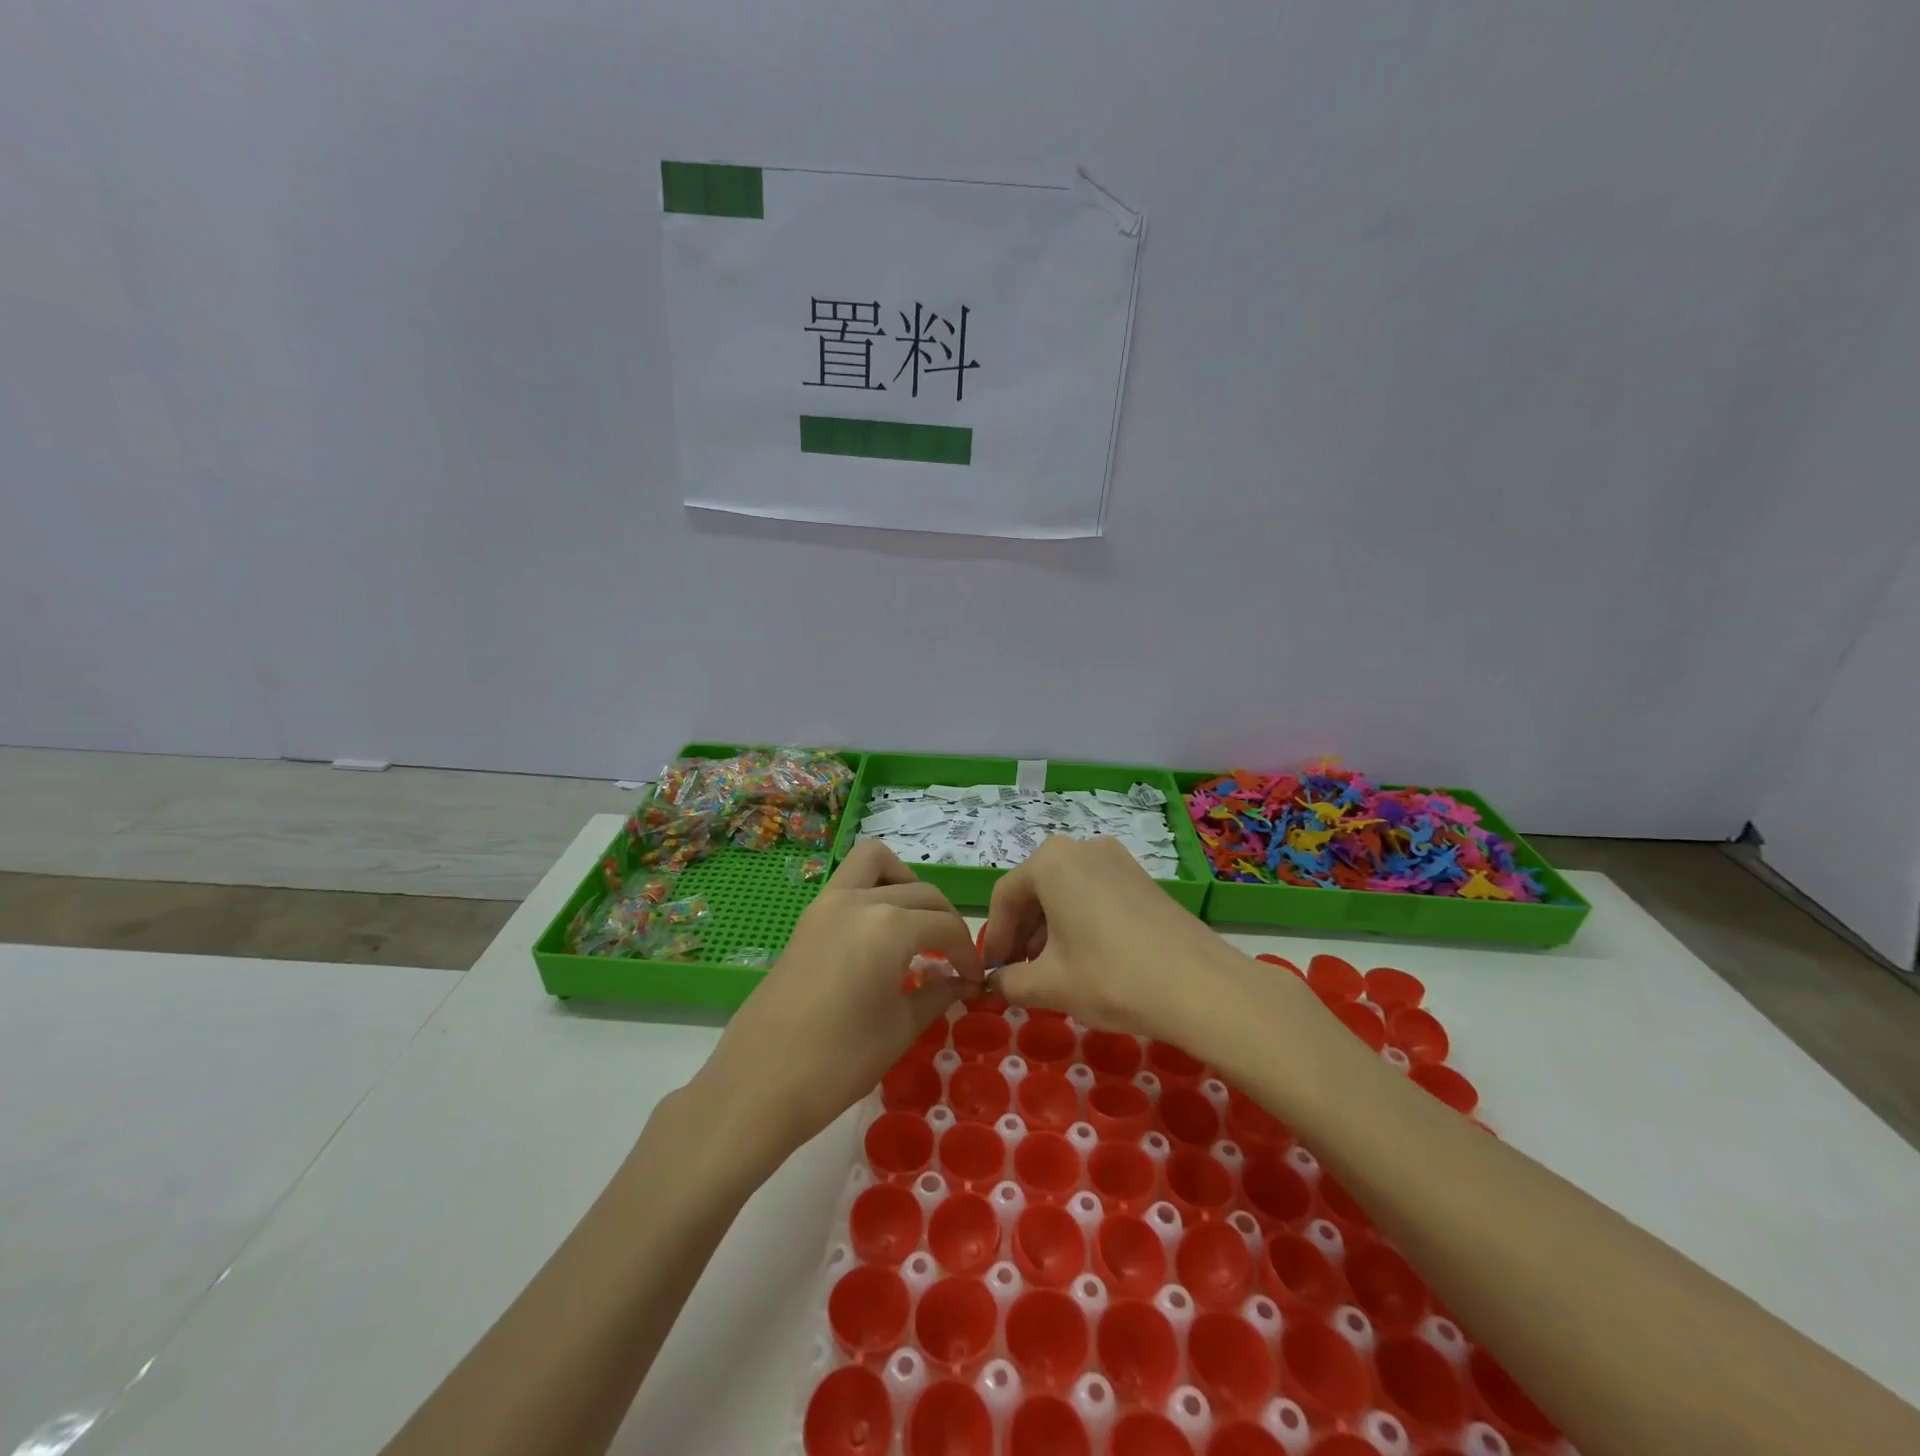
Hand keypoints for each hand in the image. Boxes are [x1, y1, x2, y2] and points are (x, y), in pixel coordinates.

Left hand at [693, 842, 981, 1165]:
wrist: (759, 1084)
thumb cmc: (839, 1062)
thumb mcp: (901, 1027)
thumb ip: (939, 993)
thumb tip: (964, 982)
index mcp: (889, 926)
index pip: (945, 926)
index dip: (966, 952)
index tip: (973, 979)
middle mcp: (859, 900)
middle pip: (920, 892)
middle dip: (944, 921)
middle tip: (951, 961)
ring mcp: (827, 903)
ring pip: (877, 864)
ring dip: (905, 884)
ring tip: (915, 927)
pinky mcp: (808, 917)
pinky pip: (850, 882)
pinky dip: (875, 890)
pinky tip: (882, 935)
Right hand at [981, 835, 1244, 1040]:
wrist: (1200, 986)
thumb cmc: (1110, 977)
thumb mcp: (1049, 985)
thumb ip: (1010, 982)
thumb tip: (997, 984)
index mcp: (1051, 862)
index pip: (1005, 898)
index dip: (996, 939)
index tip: (992, 974)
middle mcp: (1082, 848)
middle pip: (1036, 890)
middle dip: (1023, 934)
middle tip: (1019, 975)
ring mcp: (1117, 859)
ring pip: (1066, 892)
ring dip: (1050, 930)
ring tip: (1052, 973)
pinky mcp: (1142, 878)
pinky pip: (1095, 895)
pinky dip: (1080, 922)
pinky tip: (1087, 960)